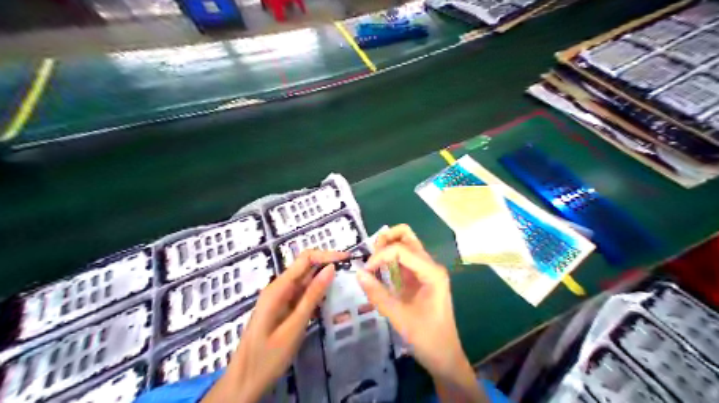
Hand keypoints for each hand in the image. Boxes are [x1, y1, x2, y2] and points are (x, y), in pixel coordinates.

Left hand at [202, 248, 347, 402]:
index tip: (348, 258)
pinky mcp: (283, 308)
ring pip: (305, 281)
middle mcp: (278, 287)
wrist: (243, 383)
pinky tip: (330, 300)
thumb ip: (313, 296)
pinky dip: (317, 294)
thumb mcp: (295, 326)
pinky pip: (302, 294)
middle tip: (351, 271)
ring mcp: (280, 298)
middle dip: (327, 265)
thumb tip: (331, 268)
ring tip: (345, 283)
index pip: (305, 259)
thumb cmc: (268, 357)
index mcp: (278, 288)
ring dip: (324, 280)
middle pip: (305, 267)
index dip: (327, 255)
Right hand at [356, 225, 484, 401]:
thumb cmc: (427, 339)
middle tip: (370, 257)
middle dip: (386, 240)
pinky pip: (404, 259)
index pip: (402, 249)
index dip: (380, 256)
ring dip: (387, 247)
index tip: (366, 271)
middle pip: (407, 236)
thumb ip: (378, 294)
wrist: (445, 358)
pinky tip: (379, 270)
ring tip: (372, 262)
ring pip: (405, 245)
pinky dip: (389, 259)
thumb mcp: (399, 318)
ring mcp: (426, 271)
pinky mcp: (420, 278)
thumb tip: (358, 273)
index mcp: (431, 272)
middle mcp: (430, 266)